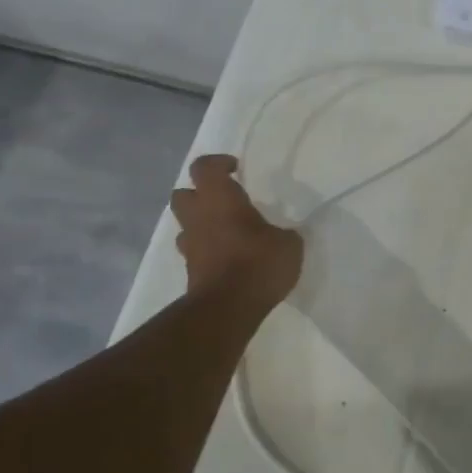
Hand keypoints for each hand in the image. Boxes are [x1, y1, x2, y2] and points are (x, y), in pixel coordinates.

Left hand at [171, 155, 302, 310]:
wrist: (227, 308)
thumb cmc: (258, 263)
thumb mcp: (288, 244)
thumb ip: (283, 234)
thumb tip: (281, 236)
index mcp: (220, 199)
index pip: (204, 168)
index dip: (218, 163)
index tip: (236, 169)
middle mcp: (199, 218)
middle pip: (183, 194)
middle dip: (200, 194)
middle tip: (226, 201)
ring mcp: (191, 246)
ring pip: (186, 225)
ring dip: (201, 224)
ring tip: (227, 231)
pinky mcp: (190, 272)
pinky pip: (195, 252)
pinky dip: (207, 250)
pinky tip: (230, 258)